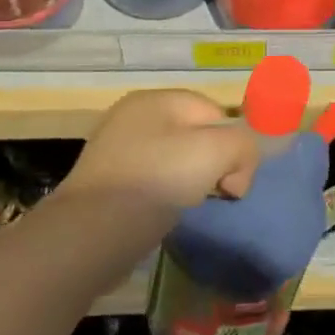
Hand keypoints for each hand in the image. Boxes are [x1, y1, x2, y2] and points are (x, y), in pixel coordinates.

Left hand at [55, 90, 262, 223]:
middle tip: (214, 194)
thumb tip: (237, 170)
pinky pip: (151, 181)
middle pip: (195, 134)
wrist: (90, 235)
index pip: (215, 112)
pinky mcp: (106, 183)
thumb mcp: (216, 152)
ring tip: (186, 206)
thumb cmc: (156, 181)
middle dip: (212, 164)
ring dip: (189, 182)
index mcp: (156, 99)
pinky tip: (163, 214)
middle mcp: (133, 116)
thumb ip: (244, 145)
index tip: (232, 181)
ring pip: (174, 159)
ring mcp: (115, 149)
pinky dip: (163, 196)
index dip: (232, 144)